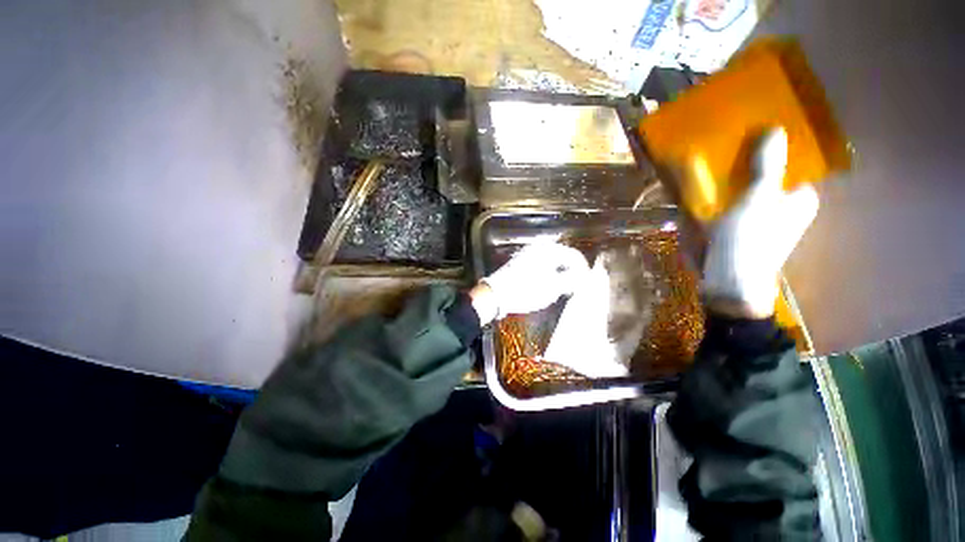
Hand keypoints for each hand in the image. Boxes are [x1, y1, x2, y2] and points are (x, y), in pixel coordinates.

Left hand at [475, 242, 589, 322]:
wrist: (496, 294)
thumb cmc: (525, 290)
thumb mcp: (552, 287)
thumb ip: (572, 279)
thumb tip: (584, 276)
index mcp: (548, 250)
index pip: (574, 255)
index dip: (583, 269)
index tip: (587, 282)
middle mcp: (539, 248)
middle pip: (563, 258)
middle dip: (572, 271)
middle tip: (576, 286)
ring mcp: (529, 255)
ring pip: (553, 262)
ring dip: (561, 273)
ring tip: (564, 288)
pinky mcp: (522, 263)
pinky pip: (543, 266)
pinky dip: (550, 274)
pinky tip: (549, 285)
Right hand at [702, 128, 819, 317]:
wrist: (727, 283)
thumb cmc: (748, 240)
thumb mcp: (757, 199)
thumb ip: (767, 166)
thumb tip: (775, 129)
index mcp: (799, 198)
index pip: (788, 164)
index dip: (770, 150)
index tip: (748, 138)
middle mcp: (785, 208)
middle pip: (765, 177)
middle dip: (745, 165)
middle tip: (724, 152)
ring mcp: (762, 221)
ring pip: (745, 192)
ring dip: (729, 182)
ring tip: (710, 169)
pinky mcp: (741, 232)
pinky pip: (731, 207)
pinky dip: (719, 199)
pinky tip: (704, 194)